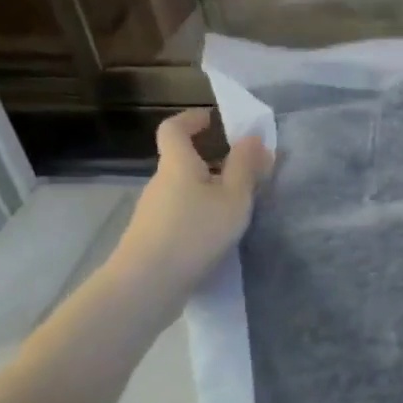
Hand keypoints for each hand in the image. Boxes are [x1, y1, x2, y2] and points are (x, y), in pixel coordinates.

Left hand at [113, 109, 273, 298]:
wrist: (147, 284)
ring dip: (209, 190)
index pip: (174, 129)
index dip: (191, 119)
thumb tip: (254, 138)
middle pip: (183, 161)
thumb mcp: (233, 198)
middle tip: (246, 170)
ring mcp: (154, 211)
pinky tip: (219, 235)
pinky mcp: (153, 237)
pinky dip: (201, 213)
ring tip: (239, 207)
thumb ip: (246, 167)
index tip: (213, 119)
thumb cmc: (195, 232)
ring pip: (184, 190)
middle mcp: (160, 183)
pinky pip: (181, 213)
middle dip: (212, 160)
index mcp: (177, 164)